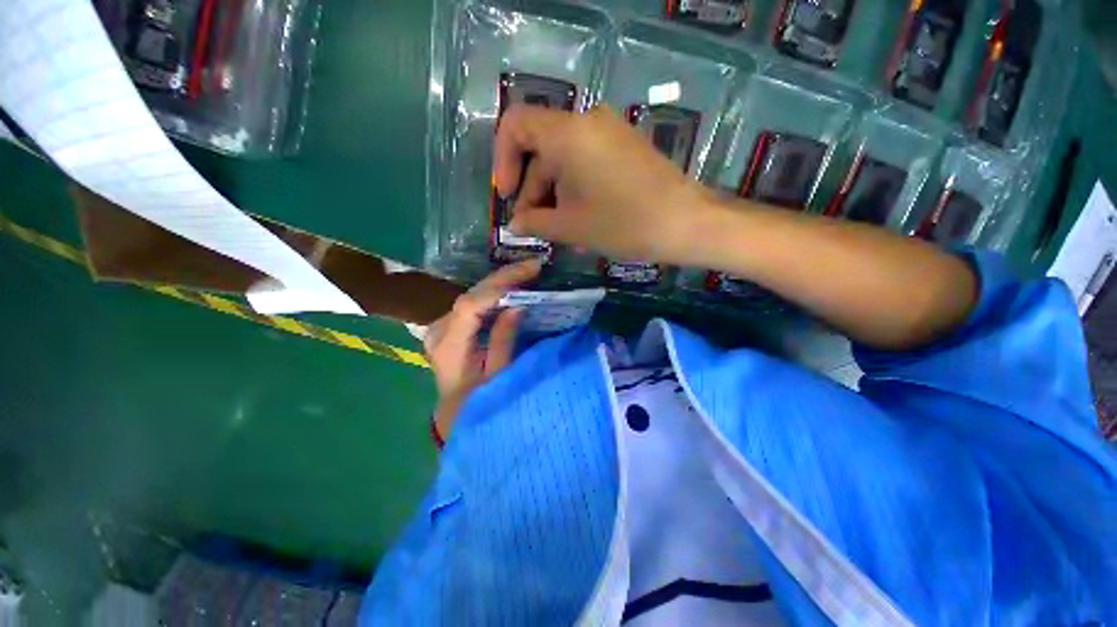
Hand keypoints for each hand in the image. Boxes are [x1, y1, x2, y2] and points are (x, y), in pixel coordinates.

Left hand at [424, 259, 540, 441]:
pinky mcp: (449, 325)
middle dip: (503, 278)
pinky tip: (510, 287)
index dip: (500, 284)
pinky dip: (493, 293)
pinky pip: (473, 303)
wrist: (456, 412)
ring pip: (472, 295)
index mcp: (449, 346)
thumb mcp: (497, 376)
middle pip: (471, 294)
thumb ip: (503, 340)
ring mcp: (441, 325)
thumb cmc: (479, 400)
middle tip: (532, 267)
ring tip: (526, 273)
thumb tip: (516, 306)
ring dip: (499, 283)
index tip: (529, 271)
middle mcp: (439, 329)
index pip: (471, 305)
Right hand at [494, 105, 709, 264]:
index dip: (503, 159)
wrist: (686, 223)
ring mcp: (610, 133)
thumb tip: (515, 224)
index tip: (507, 195)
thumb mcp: (572, 227)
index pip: (516, 125)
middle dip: (533, 191)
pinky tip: (579, 221)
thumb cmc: (624, 224)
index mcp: (569, 134)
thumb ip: (536, 223)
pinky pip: (586, 164)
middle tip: (534, 227)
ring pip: (564, 161)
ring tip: (558, 233)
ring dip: (554, 196)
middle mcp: (588, 122)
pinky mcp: (624, 148)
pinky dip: (575, 190)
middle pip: (542, 149)